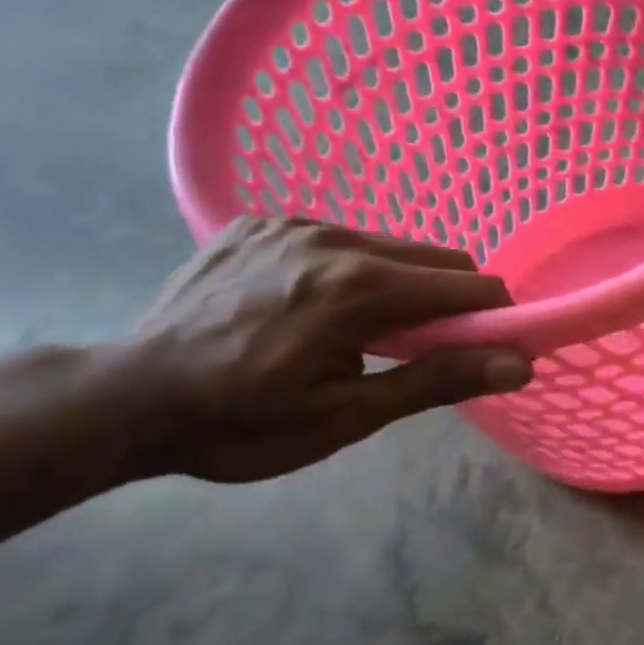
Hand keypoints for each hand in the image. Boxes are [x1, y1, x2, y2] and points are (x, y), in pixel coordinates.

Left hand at [113, 217, 530, 482]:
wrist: (122, 400)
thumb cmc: (242, 424)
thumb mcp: (348, 416)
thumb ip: (440, 379)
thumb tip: (521, 364)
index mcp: (358, 287)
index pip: (470, 286)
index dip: (494, 318)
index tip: (489, 351)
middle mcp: (333, 237)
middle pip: (439, 257)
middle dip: (453, 302)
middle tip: (426, 350)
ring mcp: (293, 223)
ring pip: (394, 245)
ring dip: (405, 285)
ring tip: (366, 332)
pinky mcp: (263, 220)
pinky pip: (345, 238)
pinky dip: (358, 270)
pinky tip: (318, 306)